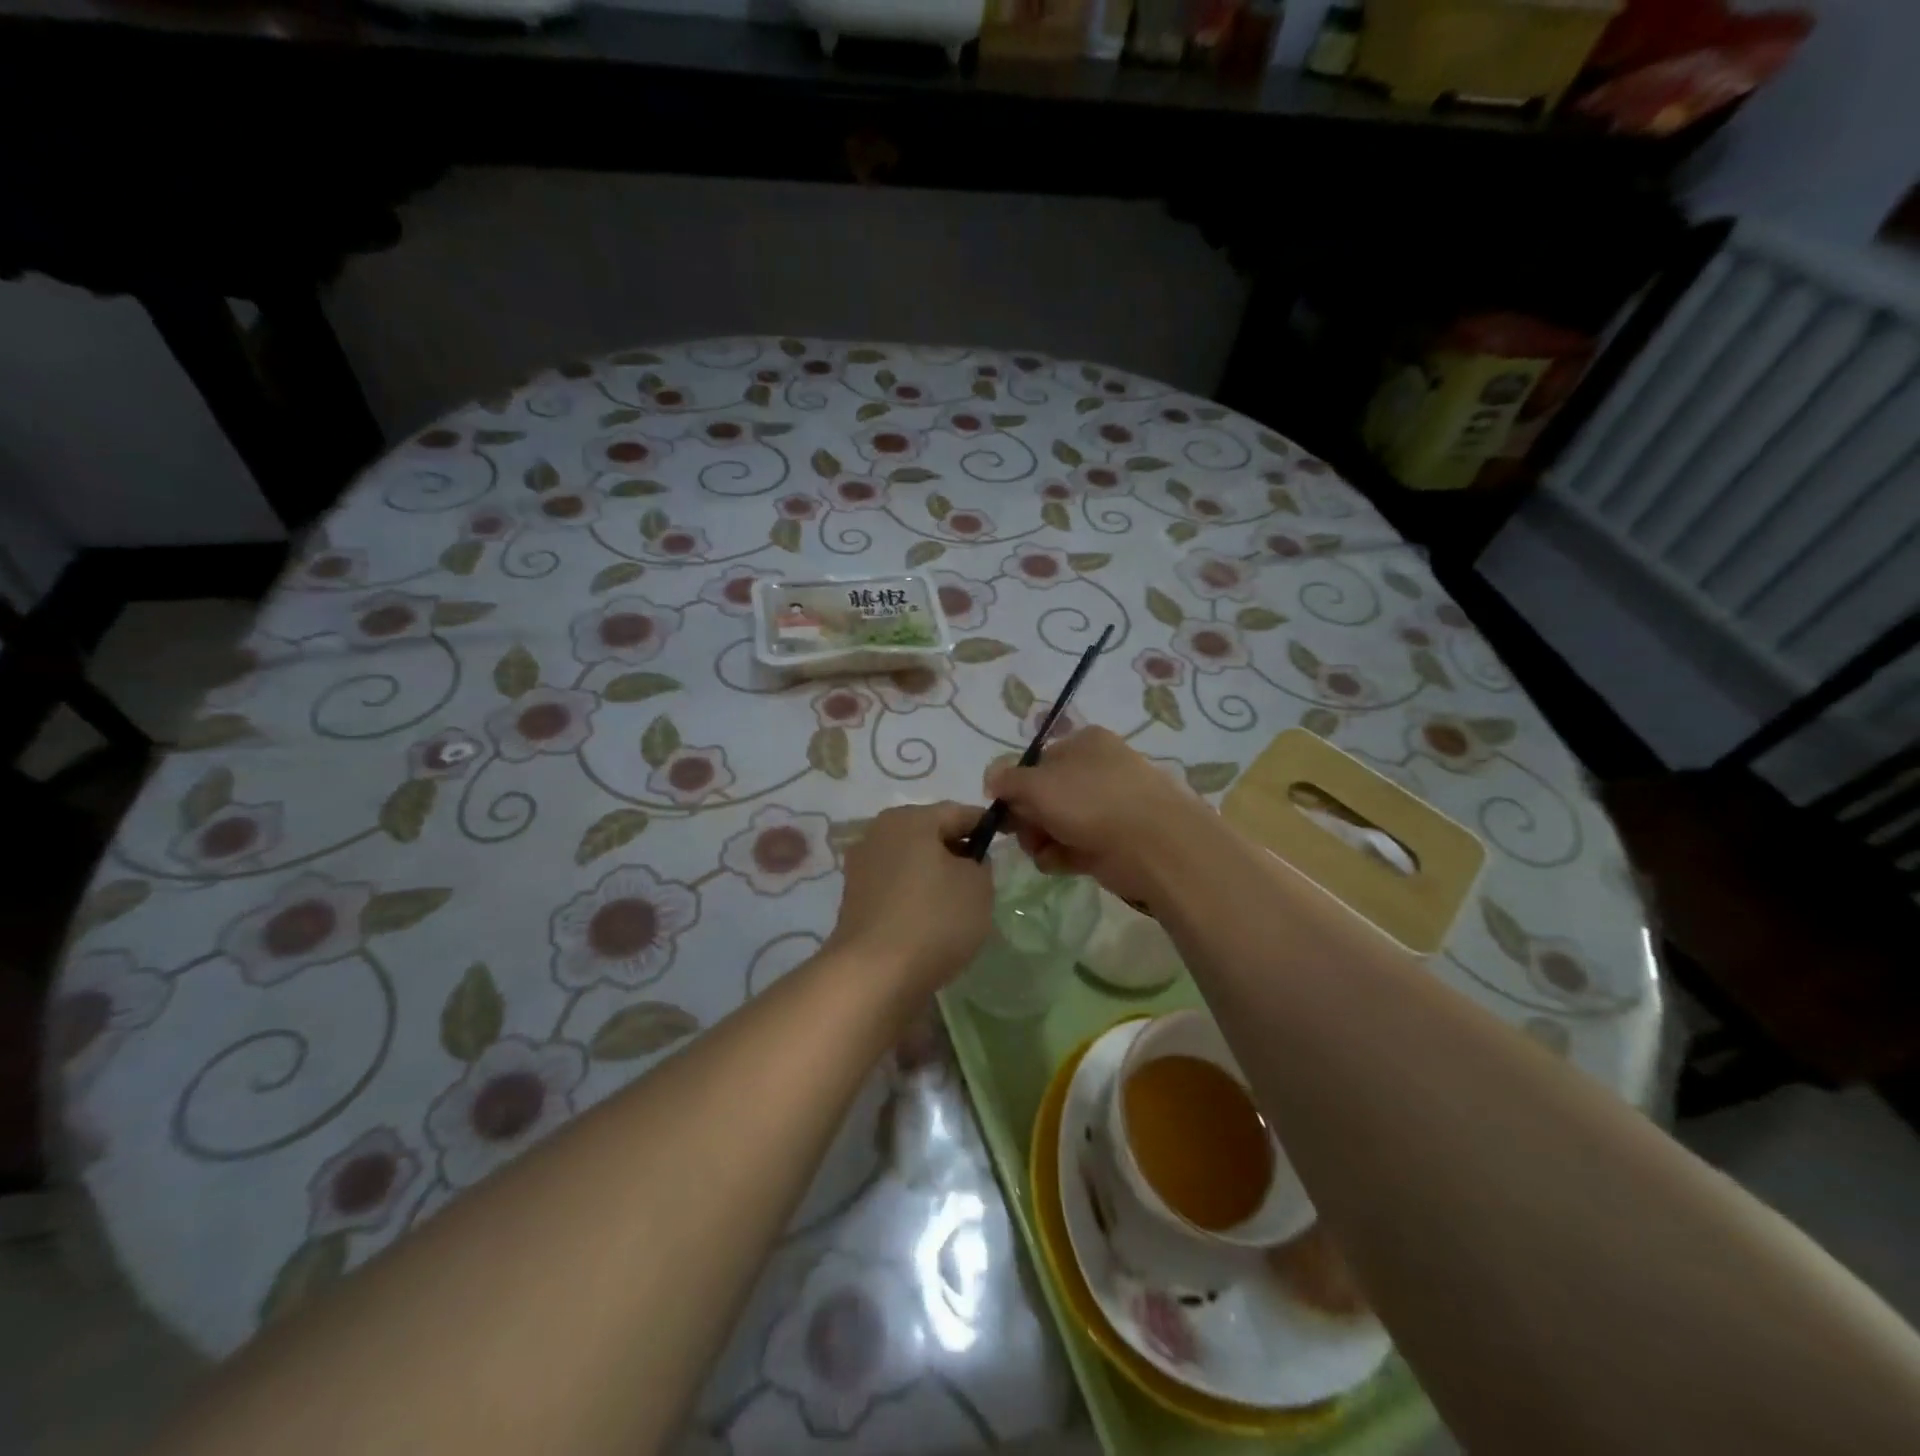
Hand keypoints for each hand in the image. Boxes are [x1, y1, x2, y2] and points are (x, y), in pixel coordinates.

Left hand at [827, 801, 992, 995]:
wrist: (874, 974)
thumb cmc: (934, 918)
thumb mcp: (978, 885)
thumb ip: (980, 863)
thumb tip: (966, 862)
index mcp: (909, 818)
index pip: (959, 812)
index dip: (987, 825)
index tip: (1007, 841)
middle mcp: (879, 833)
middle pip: (930, 834)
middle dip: (957, 851)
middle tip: (984, 877)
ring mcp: (861, 866)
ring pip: (912, 861)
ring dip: (935, 875)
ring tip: (959, 903)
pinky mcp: (854, 899)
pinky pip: (896, 887)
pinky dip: (915, 896)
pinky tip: (931, 920)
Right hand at [984, 727, 1219, 903]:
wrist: (1155, 845)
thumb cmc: (1091, 802)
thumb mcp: (1037, 783)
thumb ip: (1006, 779)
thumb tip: (991, 779)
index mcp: (1084, 743)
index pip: (1036, 762)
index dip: (1015, 787)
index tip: (1004, 809)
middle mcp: (1097, 769)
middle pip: (1044, 794)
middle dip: (1027, 818)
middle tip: (1025, 834)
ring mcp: (1108, 806)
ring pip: (1057, 823)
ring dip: (1041, 840)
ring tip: (1044, 851)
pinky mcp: (1114, 841)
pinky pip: (1074, 846)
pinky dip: (1062, 856)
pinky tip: (1060, 864)